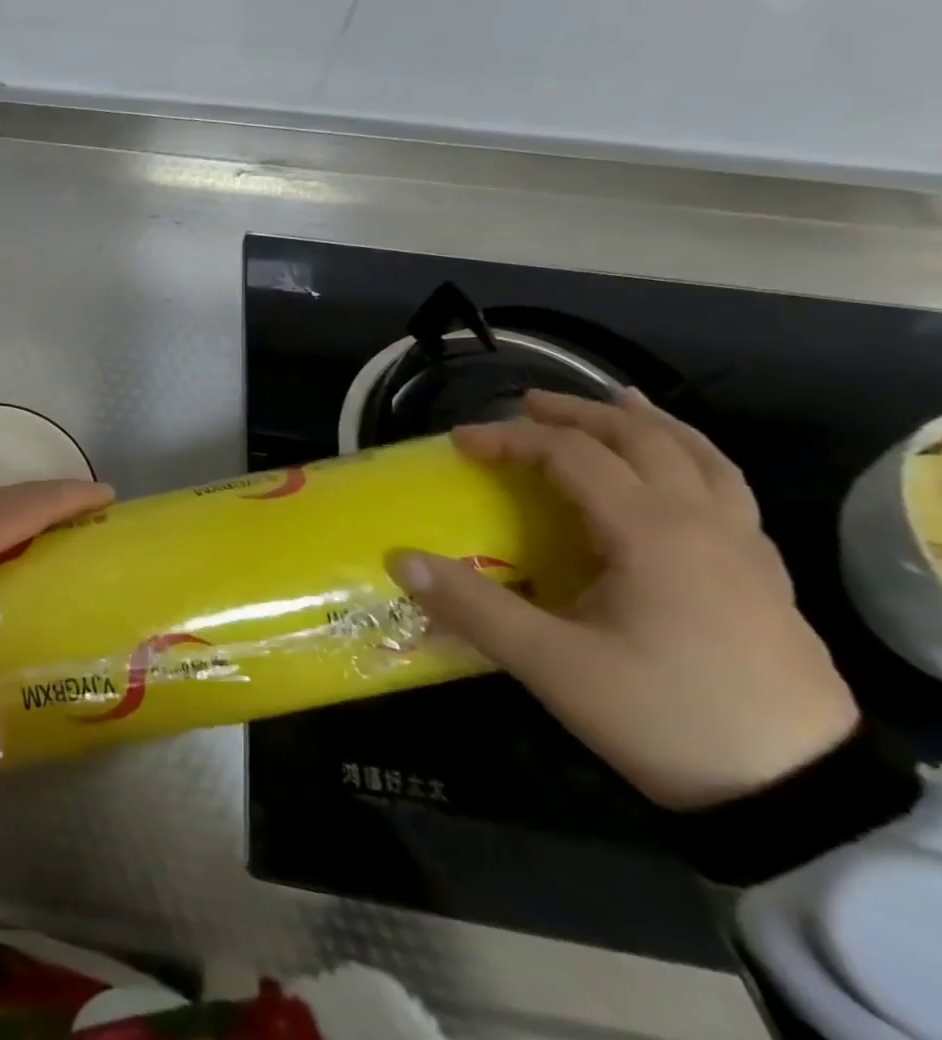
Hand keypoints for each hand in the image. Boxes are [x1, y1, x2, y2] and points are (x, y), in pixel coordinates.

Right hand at [386, 389, 858, 809]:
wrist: (804, 798)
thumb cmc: (667, 717)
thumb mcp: (552, 666)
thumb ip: (472, 606)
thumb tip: (399, 560)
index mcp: (652, 532)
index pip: (572, 455)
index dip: (511, 439)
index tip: (461, 443)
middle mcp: (705, 524)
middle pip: (644, 438)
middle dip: (580, 413)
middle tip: (528, 406)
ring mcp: (745, 550)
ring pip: (702, 458)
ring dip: (650, 424)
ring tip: (616, 404)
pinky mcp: (765, 580)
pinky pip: (729, 492)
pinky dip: (692, 461)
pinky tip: (674, 478)